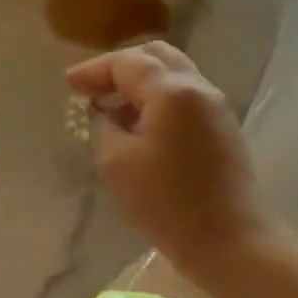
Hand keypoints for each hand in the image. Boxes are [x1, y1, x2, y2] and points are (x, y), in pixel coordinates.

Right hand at [65, 43, 281, 282]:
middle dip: (119, 67)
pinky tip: (138, 124)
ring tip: (111, 107)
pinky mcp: (222, 129)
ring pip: (173, 74)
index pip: (127, 62)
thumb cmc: (165, 202)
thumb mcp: (115, 162)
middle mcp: (199, 88)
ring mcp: (216, 108)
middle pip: (156, 56)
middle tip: (91, 88)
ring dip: (139, 83)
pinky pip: (184, 97)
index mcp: (172, 91)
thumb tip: (104, 111)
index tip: (68, 85)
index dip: (93, 69)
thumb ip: (103, 125)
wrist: (229, 241)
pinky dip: (156, 99)